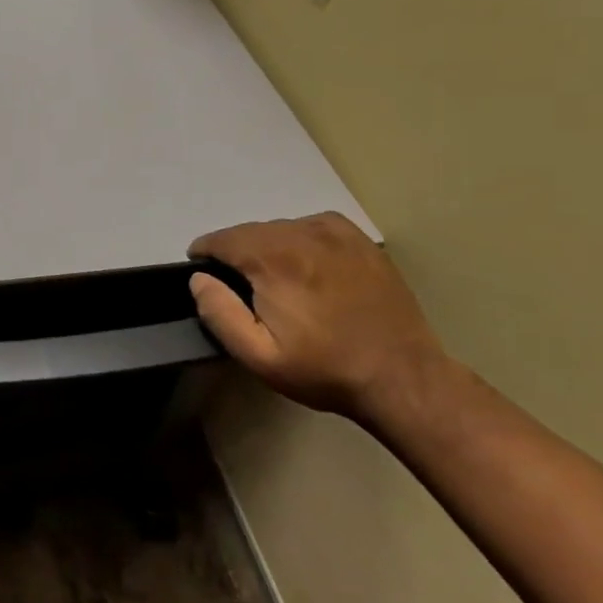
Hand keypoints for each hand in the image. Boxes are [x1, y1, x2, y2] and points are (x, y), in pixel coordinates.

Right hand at [188, 213, 447, 419]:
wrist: (402, 378)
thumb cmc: (324, 369)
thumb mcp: (259, 355)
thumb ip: (220, 313)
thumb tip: (199, 279)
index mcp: (273, 260)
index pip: (221, 239)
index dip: (205, 254)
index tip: (203, 273)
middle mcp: (302, 235)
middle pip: (249, 231)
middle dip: (235, 252)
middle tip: (240, 285)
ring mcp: (335, 234)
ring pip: (280, 227)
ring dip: (266, 245)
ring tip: (274, 278)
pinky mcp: (359, 241)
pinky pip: (312, 225)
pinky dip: (298, 237)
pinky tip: (305, 262)